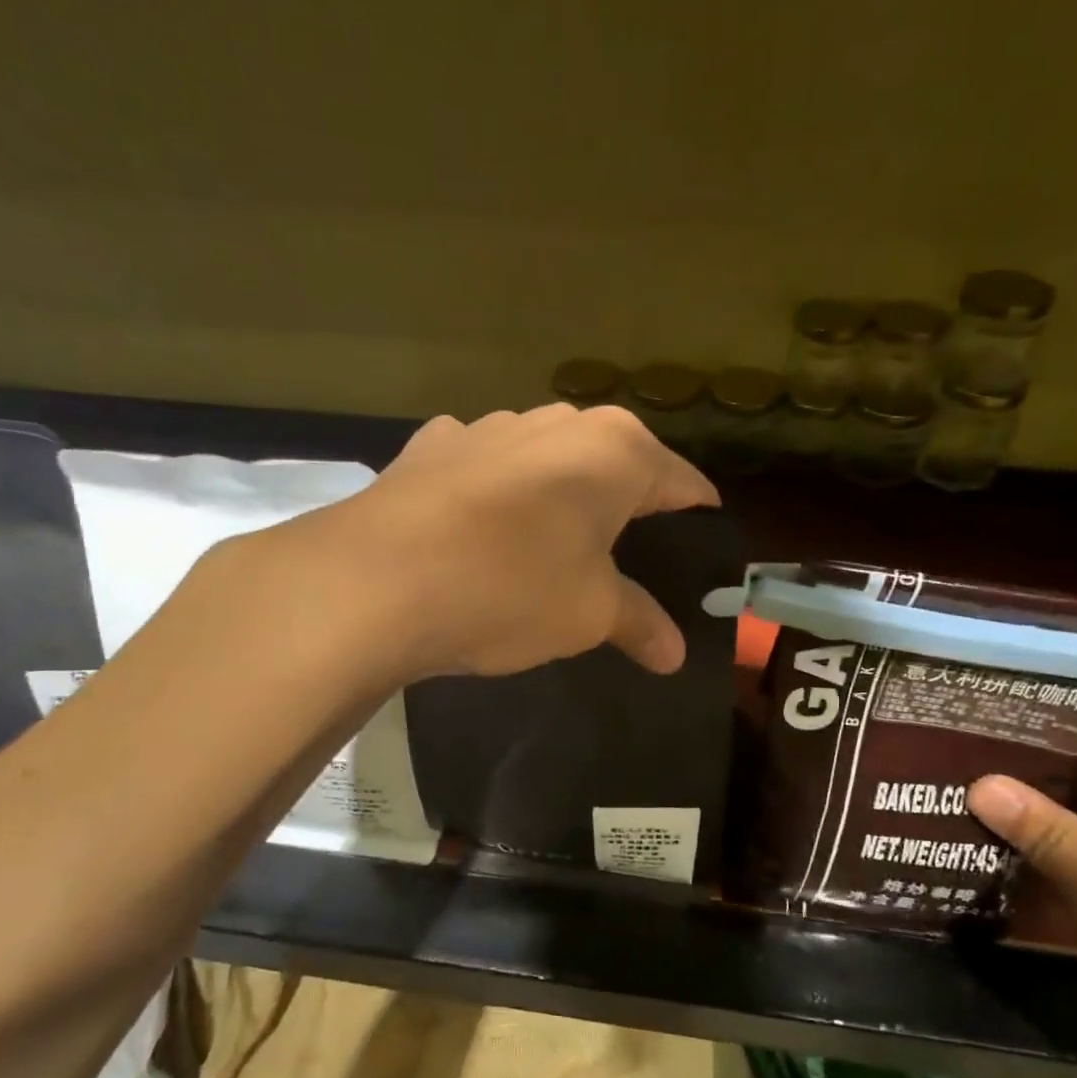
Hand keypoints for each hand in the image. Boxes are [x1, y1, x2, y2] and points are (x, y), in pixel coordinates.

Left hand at [319, 404, 719, 678]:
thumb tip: (673, 655)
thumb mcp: (589, 614)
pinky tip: (480, 531)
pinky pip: (485, 469)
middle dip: (627, 507)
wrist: (373, 580)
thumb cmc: (510, 588)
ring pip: (547, 462)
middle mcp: (557, 422)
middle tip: (630, 558)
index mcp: (615, 451)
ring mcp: (488, 427)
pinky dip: (496, 495)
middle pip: (614, 464)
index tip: (703, 547)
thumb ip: (639, 623)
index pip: (681, 482)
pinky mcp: (431, 447)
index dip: (696, 517)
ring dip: (558, 498)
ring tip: (551, 548)